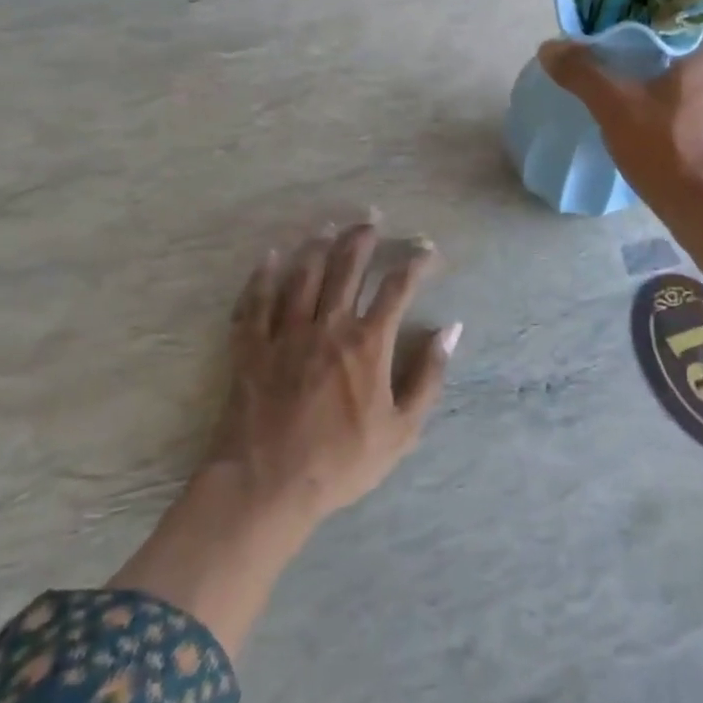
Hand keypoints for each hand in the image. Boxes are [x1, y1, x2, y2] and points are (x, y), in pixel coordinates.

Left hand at [209, 220, 461, 522]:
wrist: (267, 485)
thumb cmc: (341, 462)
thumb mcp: (402, 430)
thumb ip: (428, 376)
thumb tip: (451, 330)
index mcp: (367, 343)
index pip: (397, 288)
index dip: (416, 262)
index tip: (427, 248)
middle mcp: (327, 325)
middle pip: (347, 267)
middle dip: (363, 238)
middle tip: (372, 217)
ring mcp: (284, 332)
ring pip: (303, 274)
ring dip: (318, 246)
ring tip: (328, 227)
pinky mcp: (250, 347)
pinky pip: (255, 301)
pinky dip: (262, 276)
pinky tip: (269, 257)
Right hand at [540, 26, 702, 218]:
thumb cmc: (668, 148)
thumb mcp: (615, 107)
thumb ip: (582, 72)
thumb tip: (548, 47)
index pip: (676, 9)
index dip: (640, 13)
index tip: (610, 23)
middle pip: (681, 41)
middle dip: (646, 46)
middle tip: (609, 53)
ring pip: (690, 72)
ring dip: (659, 74)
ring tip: (623, 82)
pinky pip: (698, 98)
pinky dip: (672, 98)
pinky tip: (647, 113)